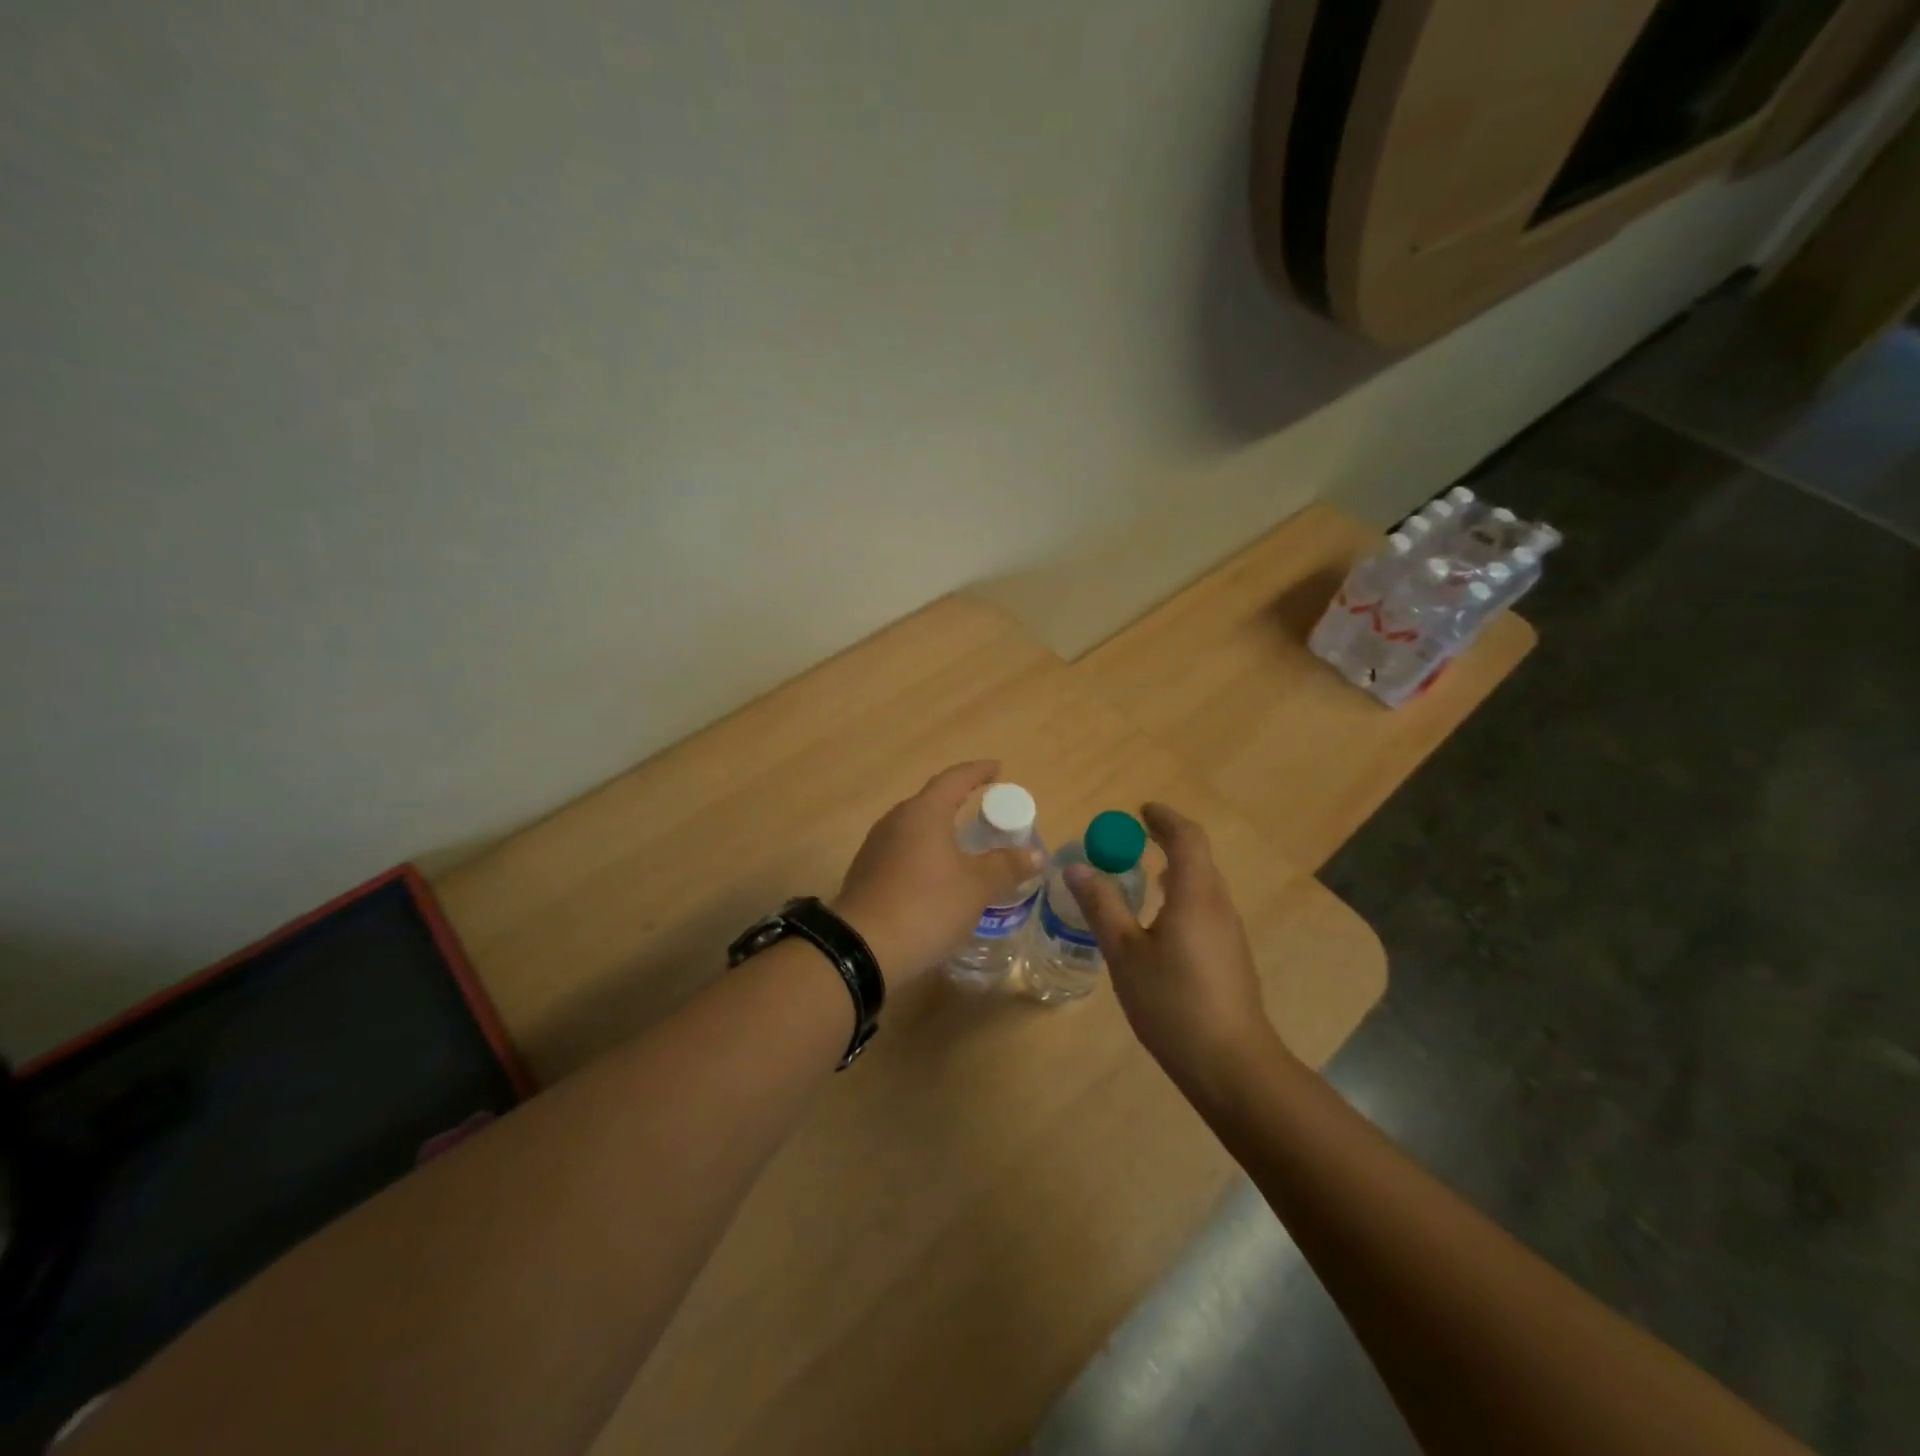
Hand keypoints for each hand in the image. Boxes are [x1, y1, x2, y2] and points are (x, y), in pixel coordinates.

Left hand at [834, 761, 1045, 984]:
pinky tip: (937, 875)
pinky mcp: (867, 872)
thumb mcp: (976, 888)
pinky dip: (926, 853)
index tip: (998, 769)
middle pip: (932, 801)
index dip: (979, 772)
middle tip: (987, 810)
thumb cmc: (926, 906)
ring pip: (916, 827)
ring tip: (965, 844)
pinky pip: (903, 851)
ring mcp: (877, 846)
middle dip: (960, 801)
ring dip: (941, 830)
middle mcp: (896, 820)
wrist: (861, 949)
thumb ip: (1006, 866)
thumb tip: (1034, 855)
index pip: (955, 778)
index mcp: (924, 812)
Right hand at [1065, 802, 1283, 1097]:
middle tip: (1130, 839)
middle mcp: (1218, 905)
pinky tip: (1159, 921)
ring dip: (1174, 868)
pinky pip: (1204, 907)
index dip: (1164, 818)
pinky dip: (1181, 895)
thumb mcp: (1125, 953)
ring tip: (1141, 874)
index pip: (1186, 838)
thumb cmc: (1173, 1003)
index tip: (1140, 810)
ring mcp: (1229, 932)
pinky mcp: (1230, 955)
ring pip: (1202, 884)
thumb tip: (1076, 868)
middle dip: (1166, 840)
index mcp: (1195, 895)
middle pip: (1197, 857)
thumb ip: (1102, 907)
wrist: (1232, 1065)